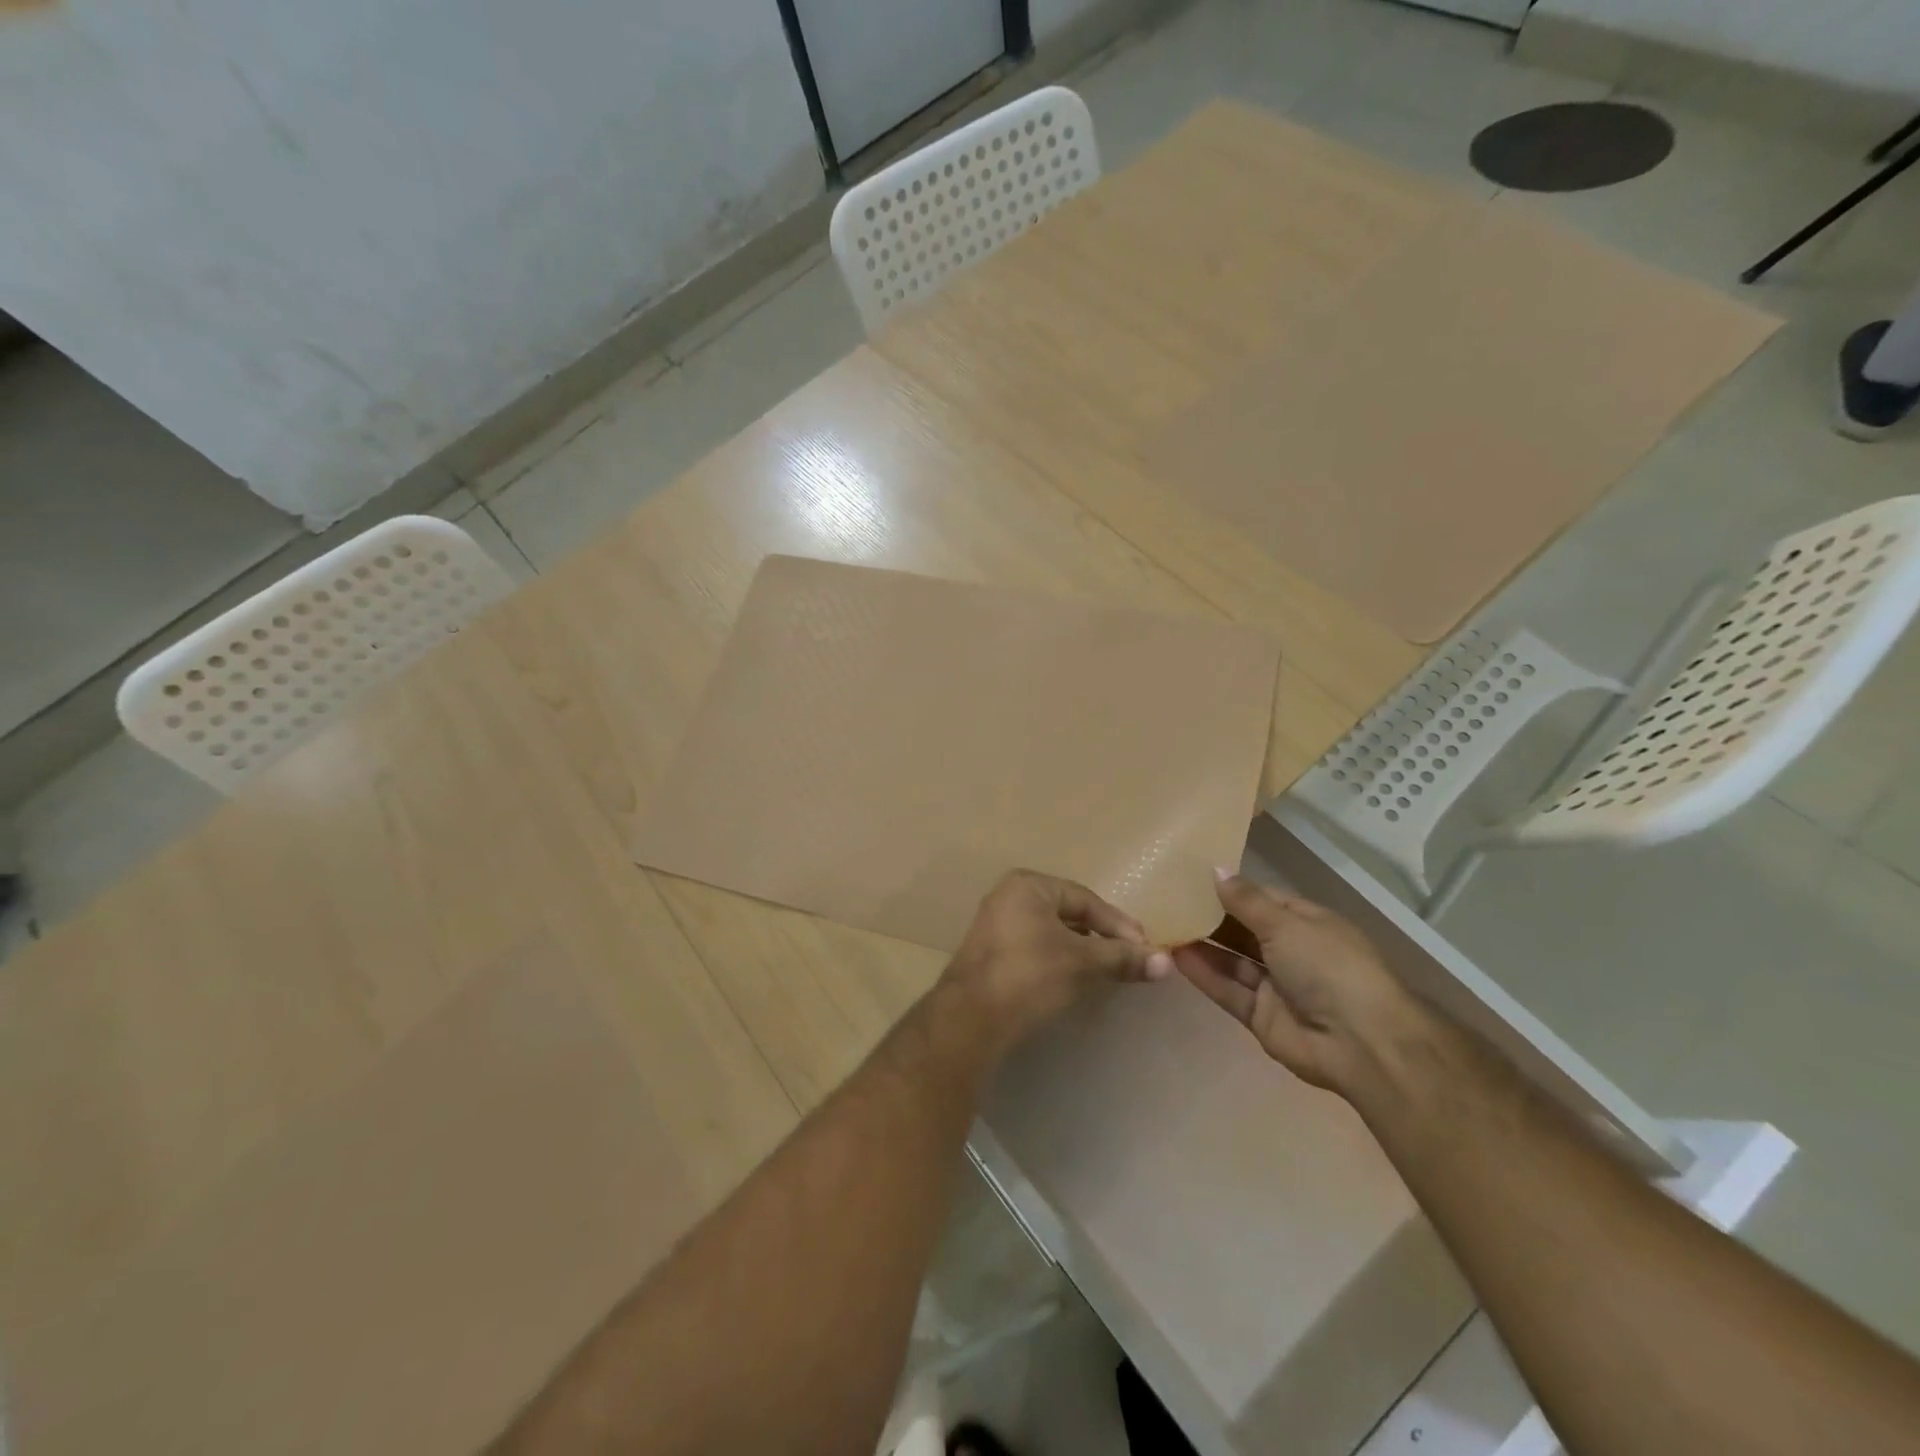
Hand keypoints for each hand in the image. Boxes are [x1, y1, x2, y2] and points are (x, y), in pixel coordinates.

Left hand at [942, 870, 1173, 1046]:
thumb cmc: (1030, 975)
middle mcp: (1008, 897)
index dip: (1118, 923)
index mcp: (1028, 885)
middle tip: (1130, 958)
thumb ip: (1122, 958)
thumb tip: (1168, 962)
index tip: (1145, 947)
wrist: (972, 1017)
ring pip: (1051, 933)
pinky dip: (1059, 961)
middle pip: (1068, 914)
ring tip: (1107, 971)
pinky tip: (1074, 981)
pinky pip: (1035, 949)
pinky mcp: (991, 955)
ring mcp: (996, 925)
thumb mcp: (1082, 963)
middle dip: (1101, 936)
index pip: (1085, 899)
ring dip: (1081, 950)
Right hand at [1173, 871, 1428, 1095]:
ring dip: (1201, 944)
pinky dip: (1203, 974)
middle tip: (1165, 899)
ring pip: (1231, 959)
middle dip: (1209, 916)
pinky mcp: (1260, 1015)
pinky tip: (1173, 956)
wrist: (1362, 1044)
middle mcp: (1289, 950)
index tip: (1189, 875)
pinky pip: (1227, 989)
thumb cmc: (1330, 967)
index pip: (1261, 899)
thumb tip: (1216, 868)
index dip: (1229, 888)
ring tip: (1162, 924)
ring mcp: (1274, 985)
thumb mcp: (1286, 924)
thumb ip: (1246, 900)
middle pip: (1242, 929)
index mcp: (1305, 922)